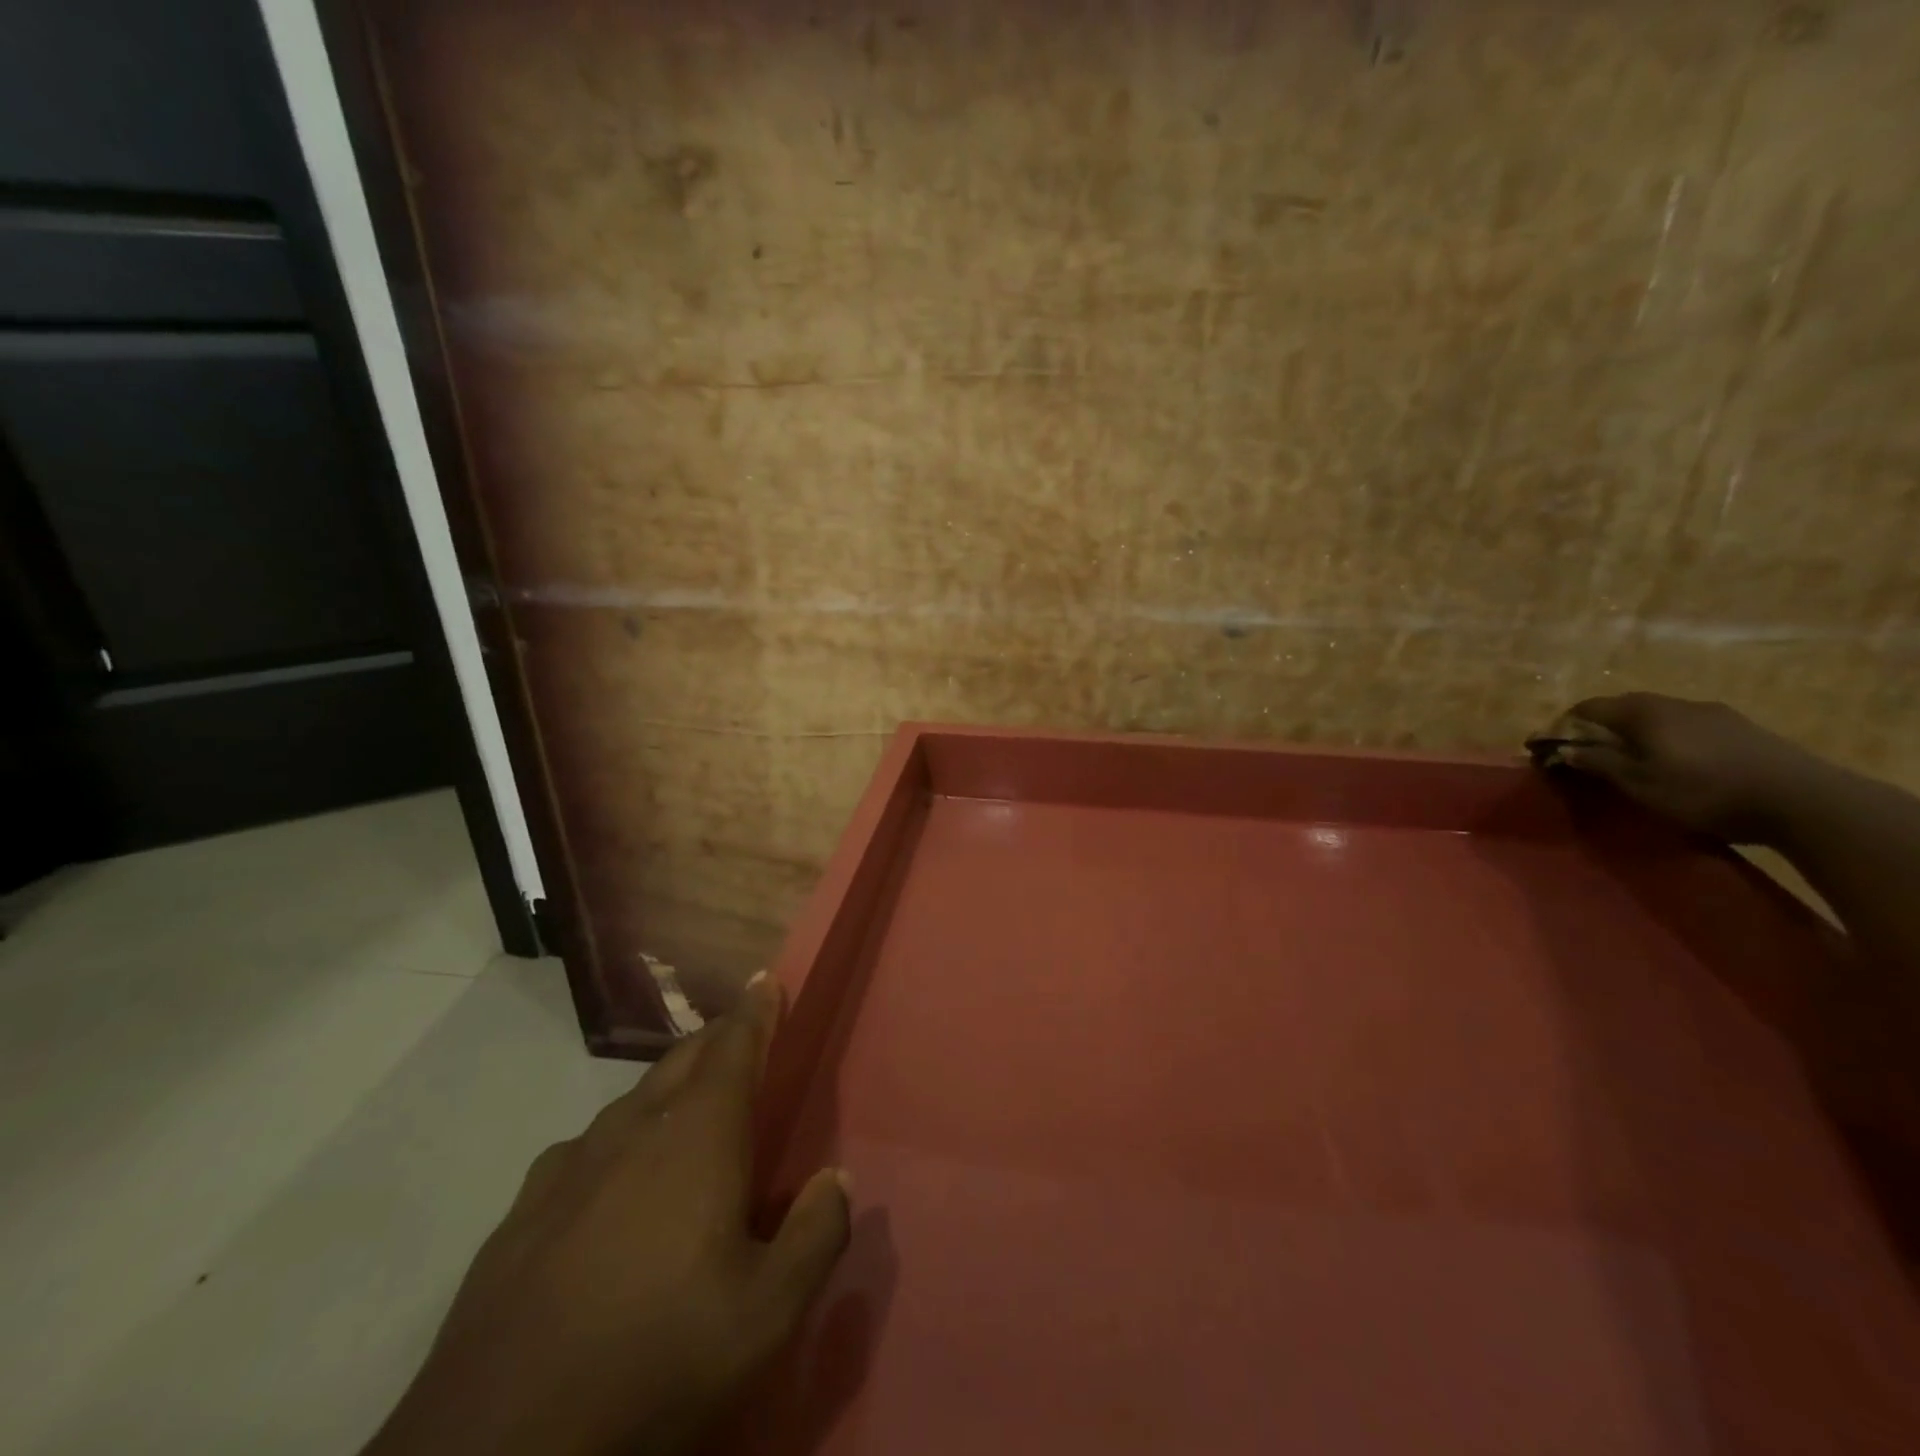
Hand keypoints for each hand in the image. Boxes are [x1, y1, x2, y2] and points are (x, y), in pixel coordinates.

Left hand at [364, 973, 848, 1455]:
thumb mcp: (765, 1316)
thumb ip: (816, 1235)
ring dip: (667, 1087)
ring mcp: (569, 1167)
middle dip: (717, 1039)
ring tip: (685, 1104)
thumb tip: (837, 1178)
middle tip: (740, 1034)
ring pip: (632, 1101)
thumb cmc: (655, 1360)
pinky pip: (584, 1150)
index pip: (734, 1047)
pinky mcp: (521, 1212)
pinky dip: (615, 1141)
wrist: (496, 1447)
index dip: (755, 1010)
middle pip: (683, 1061)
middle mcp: (633, 1131)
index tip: (764, 978)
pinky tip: (610, 1180)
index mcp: (697, 1137)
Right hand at [1529, 692, 1832, 844]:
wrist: (1803, 800)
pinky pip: (1685, 726)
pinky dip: (1665, 739)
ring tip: (1630, 761)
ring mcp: (1712, 713)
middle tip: (1585, 755)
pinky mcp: (1740, 728)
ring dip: (1634, 734)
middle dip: (1597, 728)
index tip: (1544, 747)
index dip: (1561, 725)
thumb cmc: (1703, 791)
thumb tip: (1561, 748)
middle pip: (1621, 708)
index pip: (1586, 707)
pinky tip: (1675, 762)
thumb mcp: (1639, 783)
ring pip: (1656, 716)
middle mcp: (1673, 702)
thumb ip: (1597, 762)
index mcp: (1642, 712)